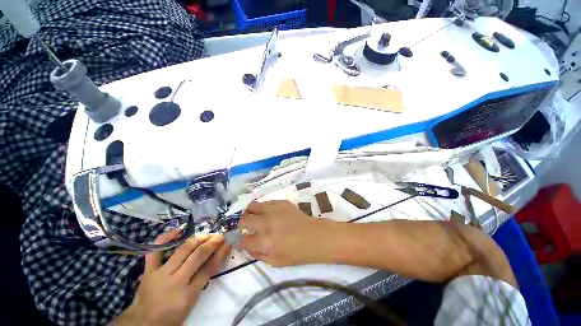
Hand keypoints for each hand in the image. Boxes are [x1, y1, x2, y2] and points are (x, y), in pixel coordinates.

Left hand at [113, 230, 229, 325]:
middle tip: (220, 236)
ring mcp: (159, 273)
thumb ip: (203, 279)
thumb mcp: (191, 302)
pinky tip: (177, 230)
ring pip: (182, 250)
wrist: (143, 323)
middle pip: (197, 256)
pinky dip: (166, 238)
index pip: (209, 269)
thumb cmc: (171, 315)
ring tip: (207, 234)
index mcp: (187, 295)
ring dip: (198, 239)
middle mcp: (174, 281)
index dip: (220, 254)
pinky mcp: (148, 270)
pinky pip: (155, 250)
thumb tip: (216, 258)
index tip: (228, 244)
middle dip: (211, 243)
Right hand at [238, 200, 330, 266]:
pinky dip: (262, 208)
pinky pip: (265, 202)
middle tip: (246, 226)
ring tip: (253, 216)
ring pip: (252, 206)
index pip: (242, 239)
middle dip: (241, 224)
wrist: (314, 236)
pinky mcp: (281, 202)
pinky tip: (267, 212)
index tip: (241, 238)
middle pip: (244, 219)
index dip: (239, 239)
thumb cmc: (296, 253)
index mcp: (264, 242)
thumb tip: (245, 243)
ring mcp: (274, 210)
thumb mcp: (274, 262)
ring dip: (249, 212)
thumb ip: (256, 254)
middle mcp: (266, 223)